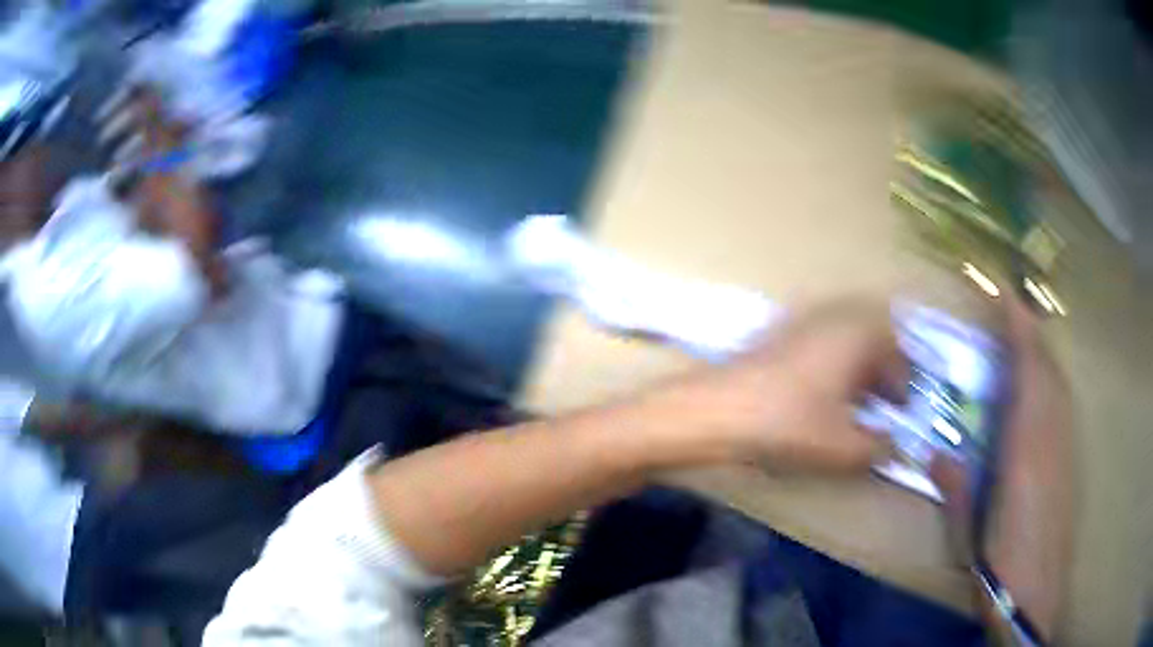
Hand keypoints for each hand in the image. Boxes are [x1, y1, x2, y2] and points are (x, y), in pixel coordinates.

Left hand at [670, 297, 903, 472]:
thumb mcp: (843, 448)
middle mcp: (837, 315)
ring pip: (848, 339)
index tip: (899, 412)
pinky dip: (833, 362)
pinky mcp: (781, 330)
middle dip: (883, 372)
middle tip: (880, 403)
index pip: (897, 354)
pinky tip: (820, 393)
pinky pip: (823, 340)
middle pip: (875, 340)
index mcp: (860, 334)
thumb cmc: (788, 424)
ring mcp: (805, 319)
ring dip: (858, 367)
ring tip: (853, 402)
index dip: (902, 386)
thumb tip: (892, 446)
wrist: (717, 409)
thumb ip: (878, 448)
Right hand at [930, 295, 1075, 640]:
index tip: (1004, 291)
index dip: (1019, 328)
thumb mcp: (969, 534)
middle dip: (1029, 333)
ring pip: (1058, 384)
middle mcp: (1051, 437)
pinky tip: (1039, 392)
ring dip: (1040, 355)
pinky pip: (1061, 405)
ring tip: (1021, 342)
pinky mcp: (1069, 462)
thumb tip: (934, 452)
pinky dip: (1050, 382)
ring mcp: (1064, 447)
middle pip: (1047, 368)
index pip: (1028, 371)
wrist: (1037, 598)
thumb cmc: (1001, 569)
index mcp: (1026, 449)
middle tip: (1007, 311)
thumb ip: (956, 486)